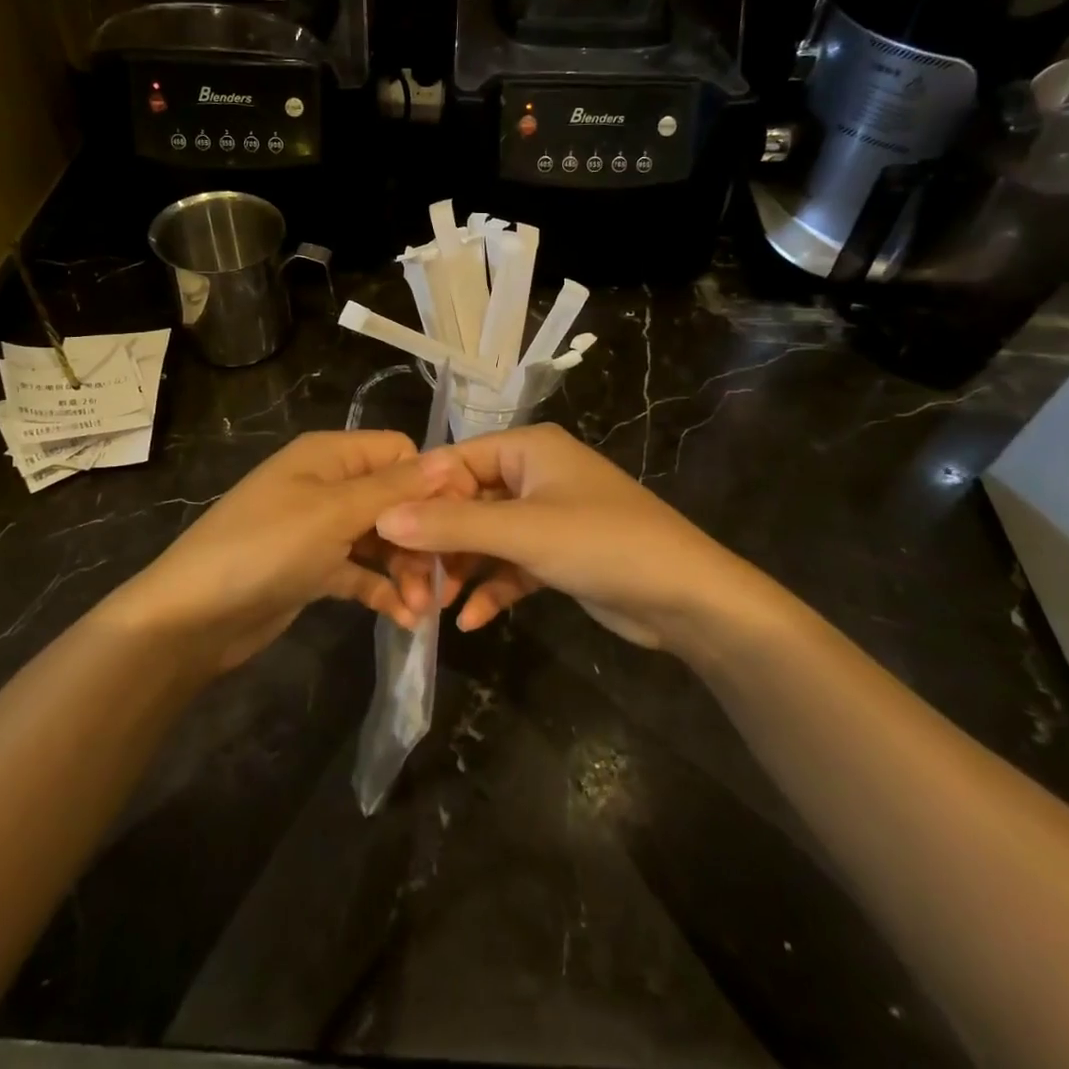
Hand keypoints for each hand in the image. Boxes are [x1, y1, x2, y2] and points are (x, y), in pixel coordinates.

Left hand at [111, 431, 469, 669]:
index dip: (430, 483)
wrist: (190, 619)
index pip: (400, 452)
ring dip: (406, 569)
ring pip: (382, 538)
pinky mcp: (314, 568)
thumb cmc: (265, 549)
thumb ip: (395, 488)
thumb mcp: (334, 513)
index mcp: (330, 454)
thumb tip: (452, 459)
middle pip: (395, 498)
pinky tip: (404, 620)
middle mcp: (327, 484)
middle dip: (422, 536)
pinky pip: (360, 571)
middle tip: (444, 580)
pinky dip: (381, 590)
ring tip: (423, 608)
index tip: (458, 523)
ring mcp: (320, 528)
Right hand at [374, 423, 751, 649]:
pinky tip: (471, 621)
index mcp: (526, 448)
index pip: (453, 461)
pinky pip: (509, 564)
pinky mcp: (556, 553)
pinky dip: (491, 587)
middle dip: (438, 544)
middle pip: (465, 501)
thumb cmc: (603, 543)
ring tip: (431, 608)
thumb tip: (382, 518)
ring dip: (460, 570)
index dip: (418, 498)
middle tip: (409, 586)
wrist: (687, 598)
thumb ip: (452, 524)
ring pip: (484, 536)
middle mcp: (533, 473)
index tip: (383, 539)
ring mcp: (545, 514)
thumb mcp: (523, 531)